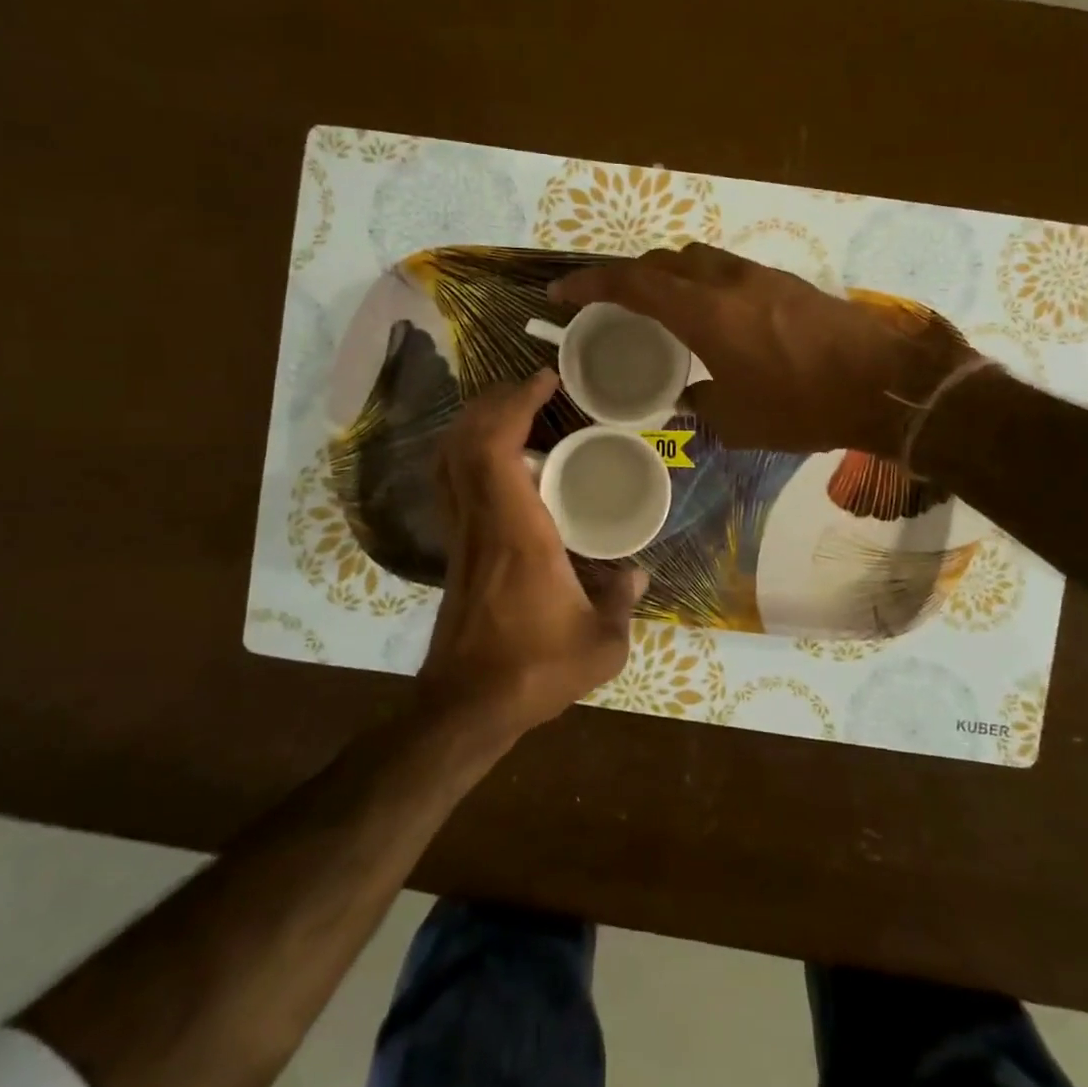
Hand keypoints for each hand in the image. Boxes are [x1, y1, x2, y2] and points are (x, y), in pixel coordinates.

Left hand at [422, 371, 647, 738]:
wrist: (468, 705)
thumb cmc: (534, 670)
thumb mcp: (600, 644)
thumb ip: (622, 603)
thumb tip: (637, 574)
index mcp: (517, 530)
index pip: (497, 447)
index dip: (515, 404)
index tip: (543, 381)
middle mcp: (481, 520)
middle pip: (466, 440)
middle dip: (494, 402)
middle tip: (532, 389)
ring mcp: (461, 534)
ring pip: (450, 459)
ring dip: (476, 424)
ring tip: (514, 412)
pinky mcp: (455, 549)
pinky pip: (452, 483)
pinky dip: (468, 453)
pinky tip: (498, 460)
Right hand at [550, 243, 977, 456]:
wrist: (887, 383)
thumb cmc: (804, 406)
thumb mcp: (741, 422)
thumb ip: (702, 405)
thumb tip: (688, 398)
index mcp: (705, 313)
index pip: (633, 284)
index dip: (591, 284)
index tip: (562, 293)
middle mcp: (728, 282)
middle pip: (664, 260)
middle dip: (632, 277)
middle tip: (616, 305)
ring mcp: (762, 276)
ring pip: (699, 259)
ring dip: (672, 276)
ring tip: (665, 310)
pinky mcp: (788, 283)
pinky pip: (729, 271)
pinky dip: (706, 284)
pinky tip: (717, 319)